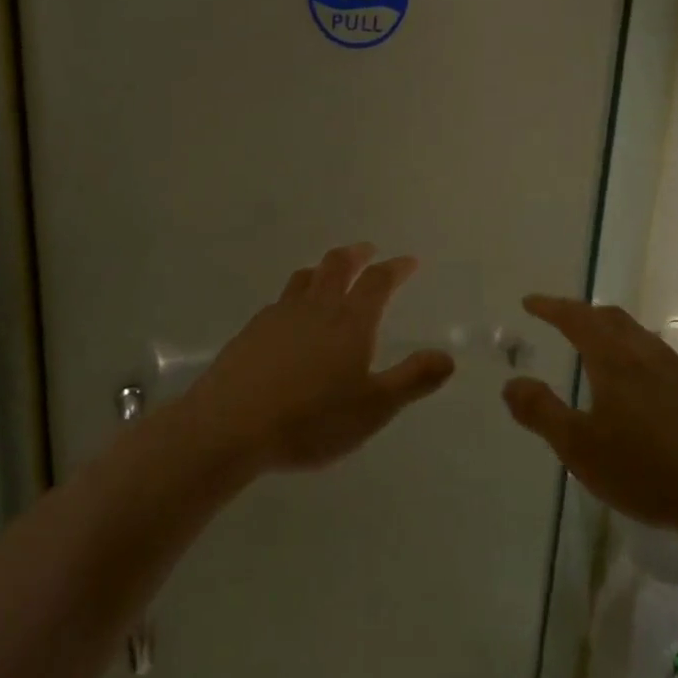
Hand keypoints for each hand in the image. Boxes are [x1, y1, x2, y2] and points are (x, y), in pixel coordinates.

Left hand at [181, 244, 455, 474]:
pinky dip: (295, 296)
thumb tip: (447, 357)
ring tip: (329, 273)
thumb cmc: (311, 419)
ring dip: (322, 269)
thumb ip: (412, 380)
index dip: (395, 268)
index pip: (377, 281)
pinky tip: (291, 317)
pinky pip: (279, 301)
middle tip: (367, 251)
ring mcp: (278, 316)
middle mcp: (315, 308)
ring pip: (304, 278)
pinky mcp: (251, 331)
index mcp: (349, 322)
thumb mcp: (374, 408)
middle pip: (336, 266)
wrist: (231, 426)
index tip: (408, 262)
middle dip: (356, 255)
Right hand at [501, 296, 677, 541]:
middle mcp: (650, 357)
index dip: (552, 308)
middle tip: (563, 318)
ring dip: (616, 334)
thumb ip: (542, 412)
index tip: (530, 302)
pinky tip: (646, 392)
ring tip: (601, 350)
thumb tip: (511, 383)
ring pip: (643, 339)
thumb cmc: (648, 470)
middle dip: (584, 313)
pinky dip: (643, 361)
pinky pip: (666, 364)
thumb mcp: (580, 448)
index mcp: (615, 362)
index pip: (577, 319)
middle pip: (614, 319)